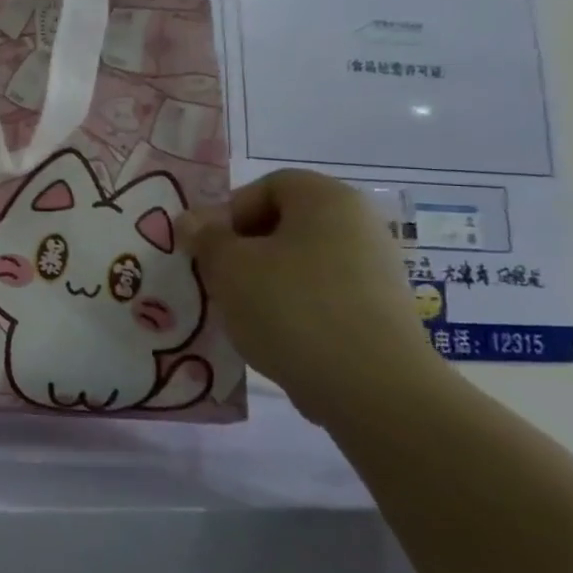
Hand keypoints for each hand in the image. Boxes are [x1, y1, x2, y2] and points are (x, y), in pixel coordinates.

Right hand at [177, 169, 439, 423]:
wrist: (372, 387)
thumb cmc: (291, 307)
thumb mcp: (228, 267)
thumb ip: (205, 238)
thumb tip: (191, 221)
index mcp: (327, 199)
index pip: (268, 186)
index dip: (230, 212)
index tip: (209, 248)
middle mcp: (360, 224)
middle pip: (285, 224)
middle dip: (244, 249)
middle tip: (218, 279)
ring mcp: (376, 270)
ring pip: (301, 263)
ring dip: (265, 281)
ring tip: (242, 313)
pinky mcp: (381, 312)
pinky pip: (322, 296)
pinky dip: (294, 309)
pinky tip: (276, 337)